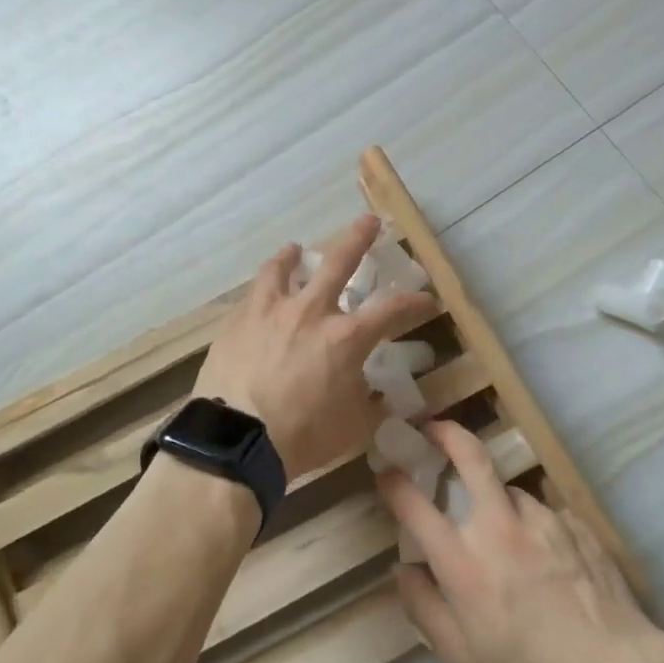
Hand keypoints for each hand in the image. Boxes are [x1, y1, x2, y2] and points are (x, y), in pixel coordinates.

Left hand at [193, 216, 438, 480]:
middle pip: (340, 261)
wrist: (235, 440)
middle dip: (359, 238)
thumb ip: (370, 404)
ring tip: (295, 249)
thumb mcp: (353, 427)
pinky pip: (252, 295)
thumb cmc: (302, 436)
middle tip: (369, 222)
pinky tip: (260, 296)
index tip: (428, 300)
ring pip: (283, 268)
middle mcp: (310, 311)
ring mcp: (269, 311)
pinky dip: (262, 290)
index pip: (392, 310)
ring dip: (292, 255)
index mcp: (346, 337)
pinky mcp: (236, 322)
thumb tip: (379, 395)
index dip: (415, 303)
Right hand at [377, 421, 657, 662]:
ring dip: (496, 501)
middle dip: (446, 433)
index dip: (394, 482)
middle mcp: (499, 527)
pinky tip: (542, 556)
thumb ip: (422, 607)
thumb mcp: (461, 656)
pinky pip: (542, 513)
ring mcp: (541, 518)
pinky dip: (531, 526)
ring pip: (508, 490)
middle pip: (471, 457)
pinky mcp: (573, 521)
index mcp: (463, 562)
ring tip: (503, 537)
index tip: (386, 471)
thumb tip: (402, 568)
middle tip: (432, 429)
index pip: (415, 506)